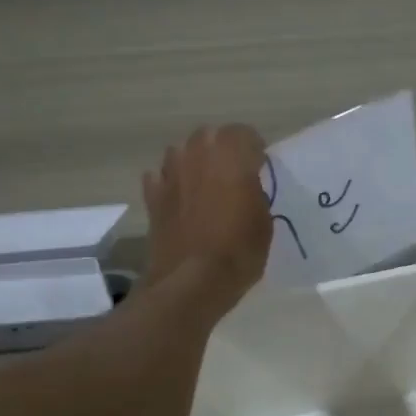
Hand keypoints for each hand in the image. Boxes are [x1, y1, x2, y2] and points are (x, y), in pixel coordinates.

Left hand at [142, 124, 272, 319]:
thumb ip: (255, 192)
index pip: (245, 134)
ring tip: (204, 185)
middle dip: (222, 150)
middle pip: (209, 136)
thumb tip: (247, 186)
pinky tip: (179, 201)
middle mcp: (197, 154)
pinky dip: (170, 184)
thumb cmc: (238, 250)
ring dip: (193, 162)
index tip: (260, 169)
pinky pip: (160, 178)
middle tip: (233, 174)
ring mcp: (170, 174)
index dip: (255, 151)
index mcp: (231, 155)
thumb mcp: (264, 221)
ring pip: (181, 152)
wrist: (191, 282)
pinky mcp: (152, 197)